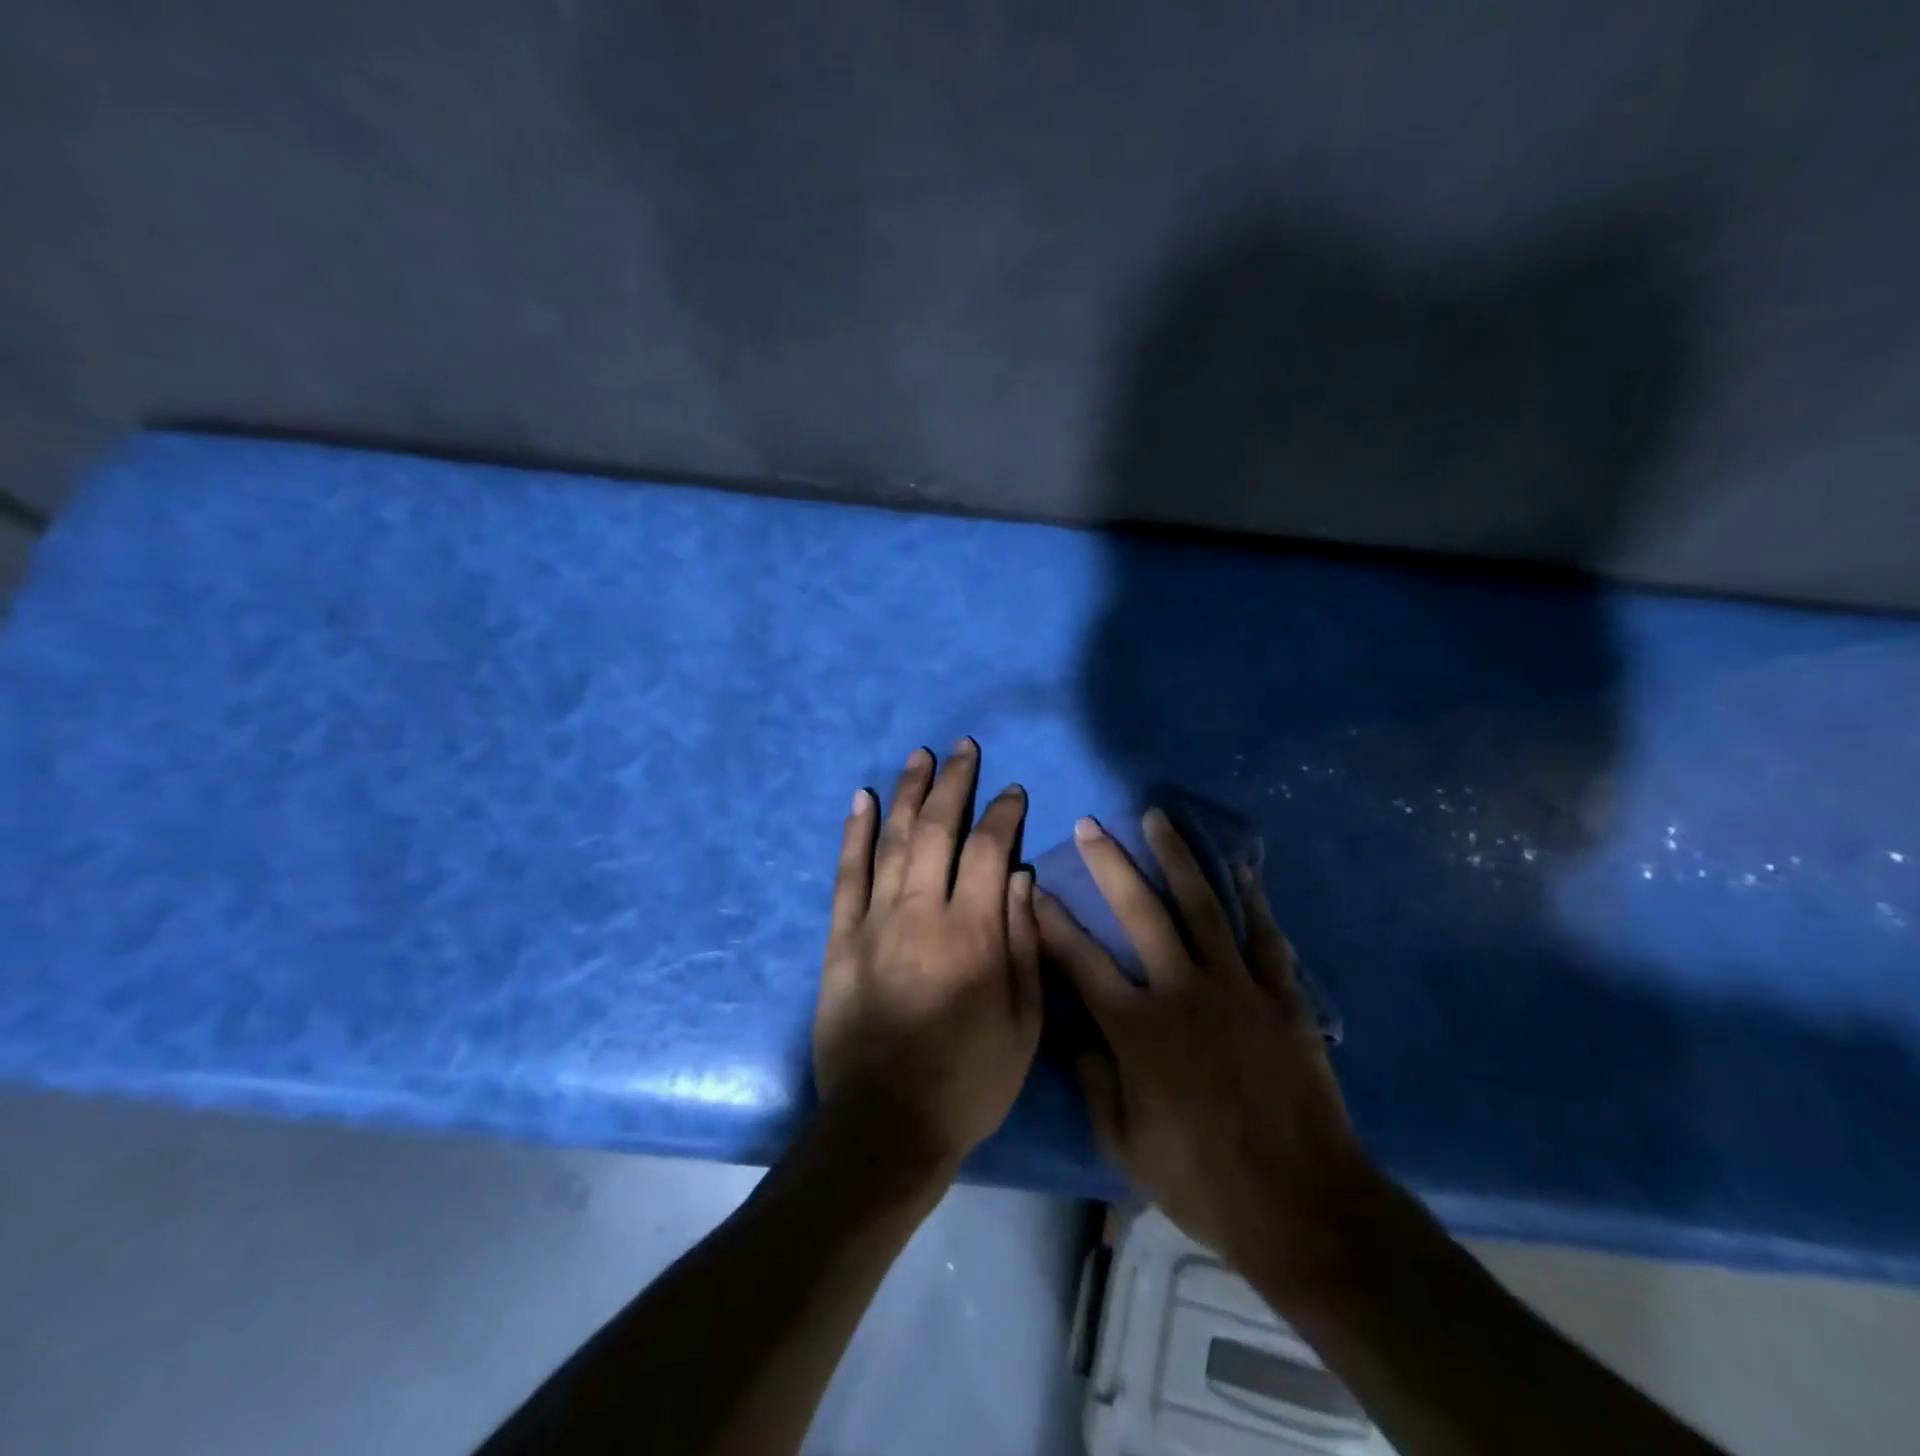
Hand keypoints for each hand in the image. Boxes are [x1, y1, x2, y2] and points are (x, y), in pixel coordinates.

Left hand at [814, 739, 1042, 1177]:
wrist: (885, 1124)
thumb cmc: (968, 1080)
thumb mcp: (1023, 1023)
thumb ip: (1023, 944)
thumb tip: (1022, 878)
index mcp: (973, 932)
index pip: (991, 850)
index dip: (1003, 813)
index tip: (1011, 791)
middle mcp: (922, 912)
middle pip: (936, 829)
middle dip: (953, 783)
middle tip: (963, 748)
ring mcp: (874, 921)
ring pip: (891, 839)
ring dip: (907, 792)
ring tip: (919, 756)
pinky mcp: (840, 938)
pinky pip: (846, 874)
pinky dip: (853, 832)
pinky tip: (861, 799)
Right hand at [1037, 810, 1381, 1296]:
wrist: (1303, 1206)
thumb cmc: (1203, 1182)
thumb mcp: (1125, 1146)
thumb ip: (1095, 1085)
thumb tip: (1080, 1039)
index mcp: (1136, 1030)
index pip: (1080, 960)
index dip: (1053, 920)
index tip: (1035, 886)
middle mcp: (1181, 992)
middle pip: (1139, 912)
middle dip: (1109, 864)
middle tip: (1091, 826)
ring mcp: (1236, 988)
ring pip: (1201, 906)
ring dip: (1176, 858)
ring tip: (1158, 818)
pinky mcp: (1280, 996)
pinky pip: (1263, 935)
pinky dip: (1252, 897)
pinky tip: (1239, 865)